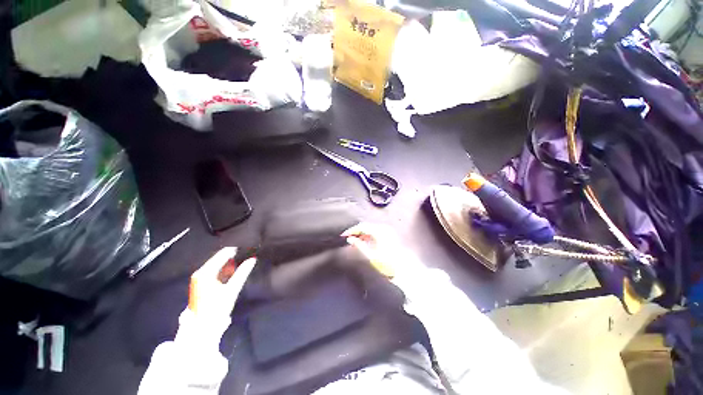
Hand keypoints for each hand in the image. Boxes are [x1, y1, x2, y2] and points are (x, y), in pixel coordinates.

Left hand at [188, 247, 256, 319]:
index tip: (248, 246)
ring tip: (244, 258)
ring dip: (230, 262)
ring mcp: (200, 278)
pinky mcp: (202, 283)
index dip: (236, 249)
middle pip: (219, 258)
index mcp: (205, 272)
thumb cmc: (215, 308)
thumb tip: (252, 259)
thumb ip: (242, 273)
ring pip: (218, 264)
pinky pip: (215, 270)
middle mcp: (201, 272)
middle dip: (234, 255)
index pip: (223, 254)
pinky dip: (225, 268)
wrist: (201, 327)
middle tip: (249, 252)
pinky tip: (234, 269)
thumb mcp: (231, 290)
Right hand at [342, 223, 416, 278]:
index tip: (344, 235)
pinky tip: (363, 242)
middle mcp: (384, 228)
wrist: (403, 270)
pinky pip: (375, 232)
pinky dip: (368, 236)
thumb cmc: (388, 263)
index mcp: (379, 231)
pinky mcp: (389, 235)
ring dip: (361, 234)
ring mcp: (387, 231)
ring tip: (354, 241)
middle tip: (347, 238)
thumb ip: (359, 245)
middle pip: (366, 226)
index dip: (351, 230)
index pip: (362, 226)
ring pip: (370, 229)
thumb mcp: (371, 255)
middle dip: (356, 232)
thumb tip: (350, 239)